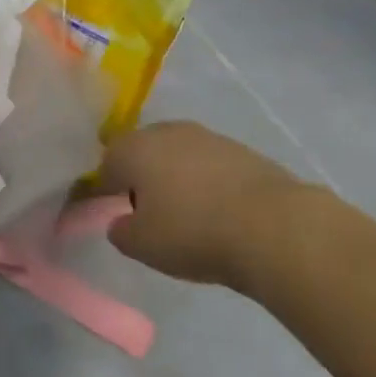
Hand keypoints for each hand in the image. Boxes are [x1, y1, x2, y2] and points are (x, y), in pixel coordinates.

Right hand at [100, 121, 304, 289]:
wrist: (270, 224)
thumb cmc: (192, 232)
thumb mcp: (143, 245)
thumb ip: (121, 231)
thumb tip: (120, 222)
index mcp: (135, 148)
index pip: (108, 162)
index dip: (105, 188)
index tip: (109, 212)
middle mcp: (167, 132)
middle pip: (143, 151)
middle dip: (140, 176)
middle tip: (146, 211)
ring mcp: (206, 136)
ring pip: (177, 154)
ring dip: (174, 177)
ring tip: (183, 213)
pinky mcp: (239, 149)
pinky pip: (208, 163)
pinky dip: (204, 181)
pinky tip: (215, 209)